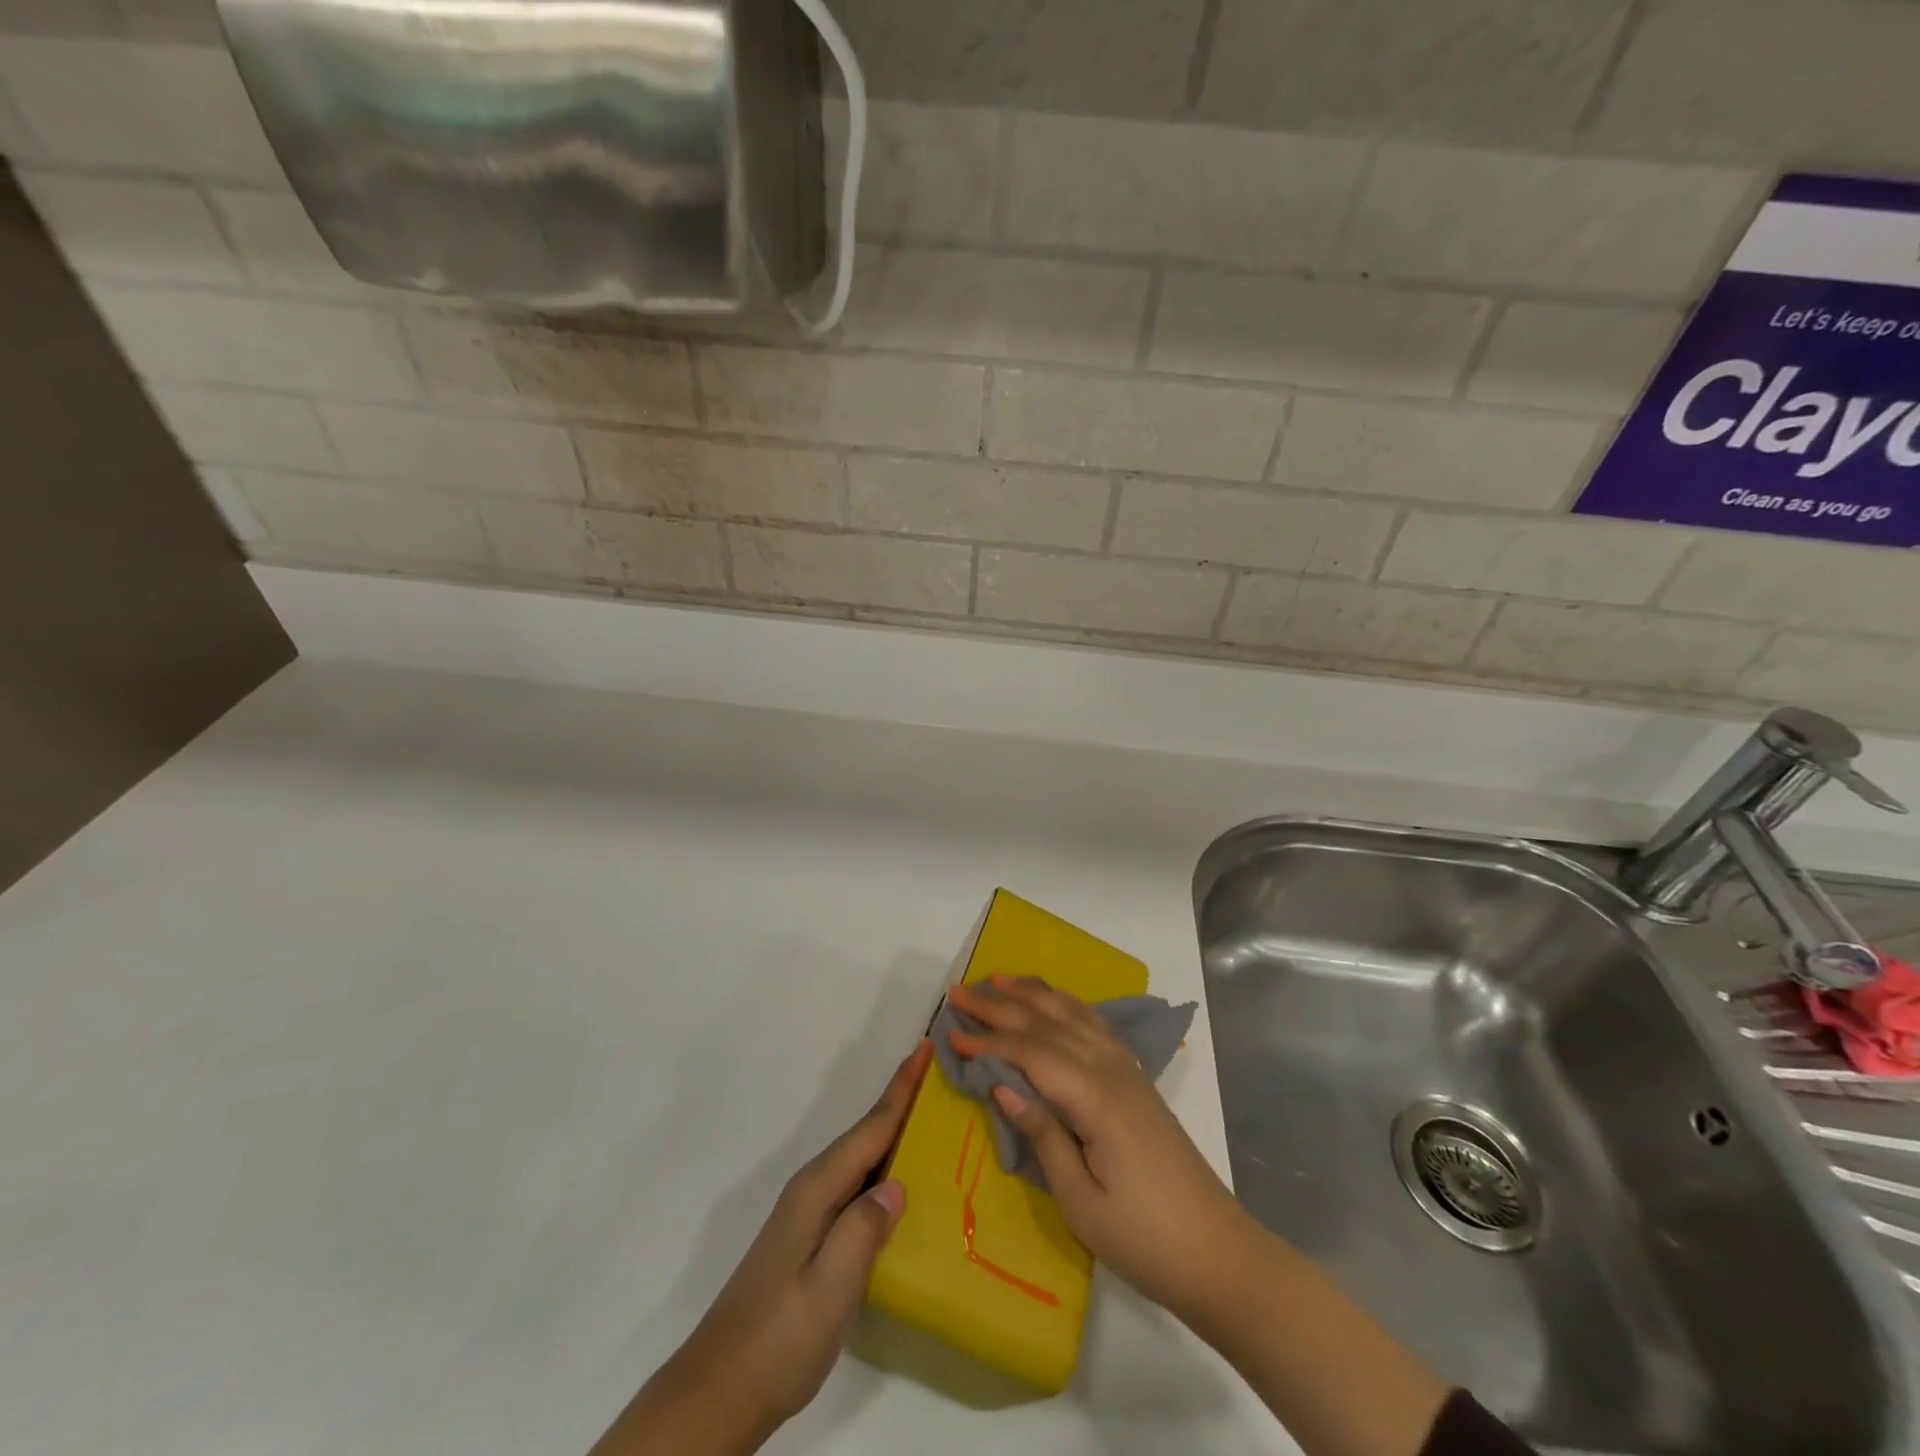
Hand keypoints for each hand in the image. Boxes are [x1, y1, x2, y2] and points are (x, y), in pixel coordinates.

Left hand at [592, 1040, 930, 1455]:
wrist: (721, 1389)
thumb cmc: (779, 1337)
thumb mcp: (828, 1289)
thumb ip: (862, 1232)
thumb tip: (898, 1185)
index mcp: (818, 1189)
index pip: (870, 1128)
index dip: (901, 1088)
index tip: (925, 1047)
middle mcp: (813, 1188)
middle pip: (867, 1133)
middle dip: (901, 1099)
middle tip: (938, 1072)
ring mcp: (810, 1212)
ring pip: (862, 1157)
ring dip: (894, 1129)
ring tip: (931, 1112)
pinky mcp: (813, 1236)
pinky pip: (857, 1183)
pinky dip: (883, 1165)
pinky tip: (902, 1179)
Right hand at [946, 977, 1253, 1321]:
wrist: (1215, 1250)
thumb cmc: (1143, 1237)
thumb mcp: (1080, 1201)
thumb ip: (1042, 1135)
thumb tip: (1001, 1085)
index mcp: (1095, 1097)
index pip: (1031, 1053)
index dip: (989, 1041)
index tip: (951, 1032)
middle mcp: (1111, 1069)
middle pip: (1048, 1023)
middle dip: (1000, 1005)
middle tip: (959, 992)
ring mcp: (1128, 1069)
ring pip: (1073, 1014)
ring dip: (1033, 994)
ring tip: (999, 979)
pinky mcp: (1136, 1078)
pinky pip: (1094, 1025)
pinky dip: (1067, 1005)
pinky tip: (1053, 1002)